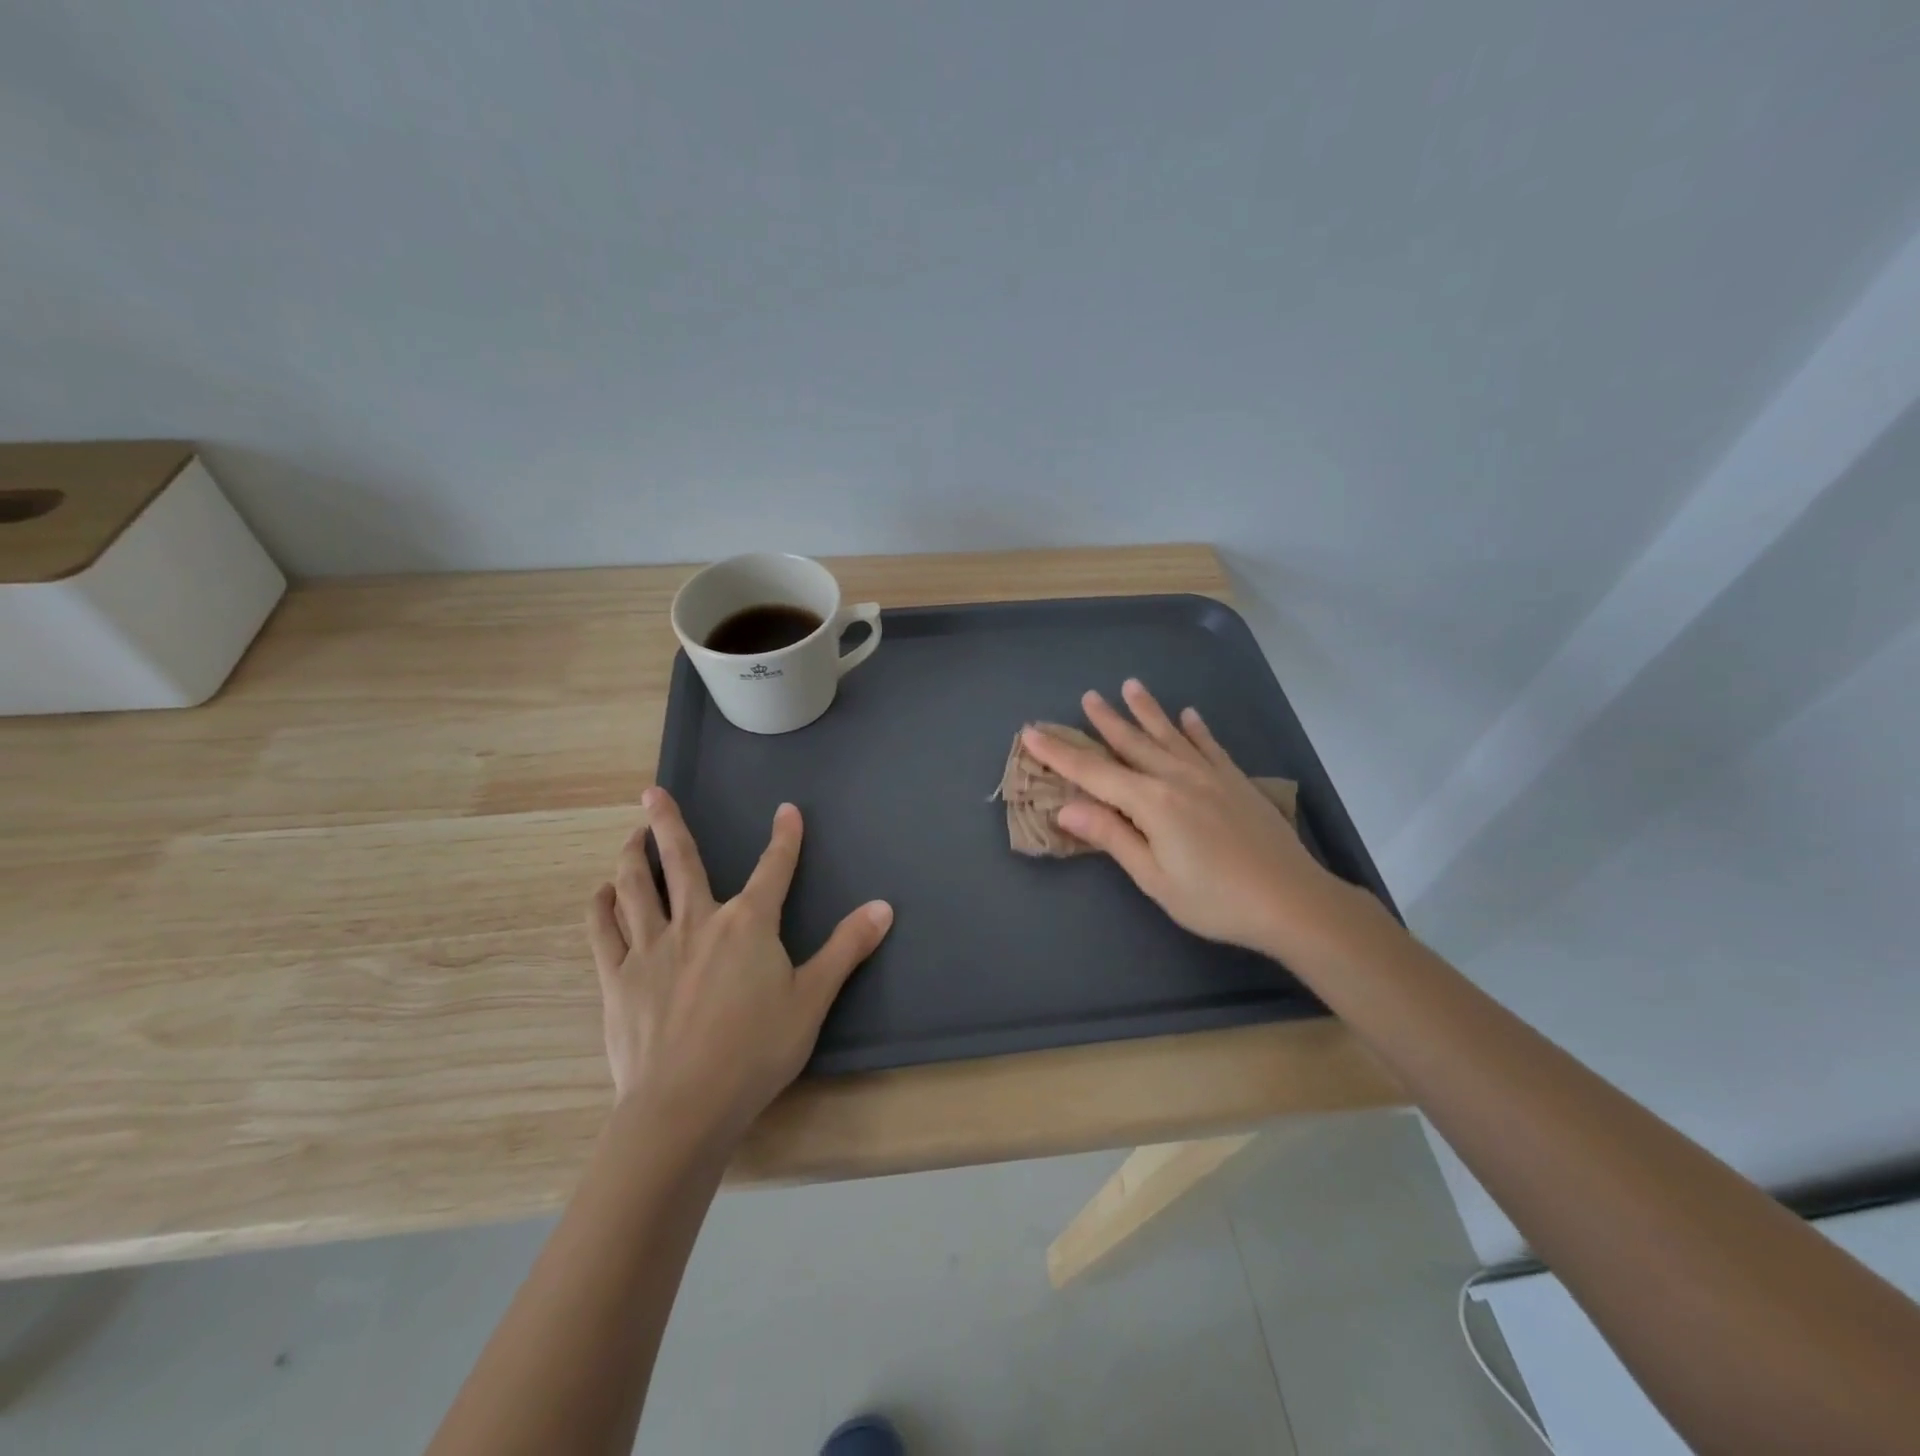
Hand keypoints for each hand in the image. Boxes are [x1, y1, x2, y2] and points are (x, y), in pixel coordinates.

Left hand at [585, 787, 892, 1147]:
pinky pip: (604, 931)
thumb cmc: (756, 1050)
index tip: (787, 810)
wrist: (684, 1105)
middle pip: (680, 861)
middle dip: (668, 823)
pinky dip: (602, 906)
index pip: (774, 868)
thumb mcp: (813, 999)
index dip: (785, 837)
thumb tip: (884, 907)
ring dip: (631, 856)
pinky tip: (601, 893)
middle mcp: (697, 921)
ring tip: (630, 836)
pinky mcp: (619, 977)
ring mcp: (652, 946)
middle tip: (652, 792)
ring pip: (635, 887)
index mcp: (748, 923)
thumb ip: (847, 948)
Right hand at [1021, 679, 1366, 955]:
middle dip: (1106, 720)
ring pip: (1169, 735)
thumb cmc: (1215, 900)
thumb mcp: (1154, 878)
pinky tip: (1189, 715)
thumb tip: (1066, 808)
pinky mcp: (1236, 782)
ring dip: (1147, 711)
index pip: (1093, 773)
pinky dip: (1196, 728)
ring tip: (1131, 686)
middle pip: (1132, 743)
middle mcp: (1178, 777)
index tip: (1032, 732)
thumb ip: (1112, 837)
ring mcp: (1210, 775)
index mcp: (1152, 802)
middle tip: (1087, 695)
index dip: (1060, 753)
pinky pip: (1210, 746)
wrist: (1292, 901)